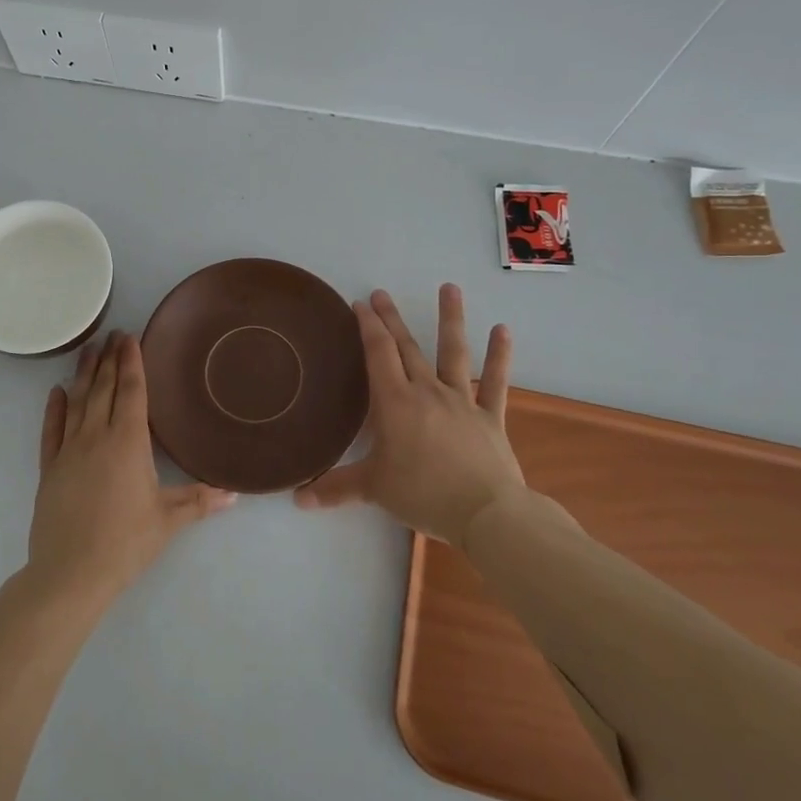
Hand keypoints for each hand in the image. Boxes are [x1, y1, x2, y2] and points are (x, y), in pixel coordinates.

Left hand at [27, 331, 236, 607]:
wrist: (70, 573)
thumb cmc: (125, 543)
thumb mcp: (167, 521)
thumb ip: (199, 501)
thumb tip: (234, 493)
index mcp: (127, 442)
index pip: (130, 391)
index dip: (131, 362)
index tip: (130, 337)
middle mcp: (96, 436)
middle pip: (102, 388)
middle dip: (108, 359)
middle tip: (112, 334)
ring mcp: (68, 450)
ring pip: (77, 402)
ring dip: (83, 374)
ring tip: (88, 350)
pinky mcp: (49, 468)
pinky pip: (51, 430)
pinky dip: (54, 408)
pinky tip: (56, 391)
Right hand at [294, 285, 524, 545]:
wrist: (486, 513)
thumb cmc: (423, 494)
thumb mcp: (373, 490)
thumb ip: (335, 489)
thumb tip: (297, 500)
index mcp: (395, 403)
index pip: (378, 353)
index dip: (368, 326)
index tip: (360, 304)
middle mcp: (426, 392)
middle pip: (407, 347)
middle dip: (392, 319)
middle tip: (382, 293)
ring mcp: (461, 401)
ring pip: (453, 352)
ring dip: (450, 318)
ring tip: (449, 287)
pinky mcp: (489, 416)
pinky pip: (495, 382)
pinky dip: (499, 356)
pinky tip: (503, 330)